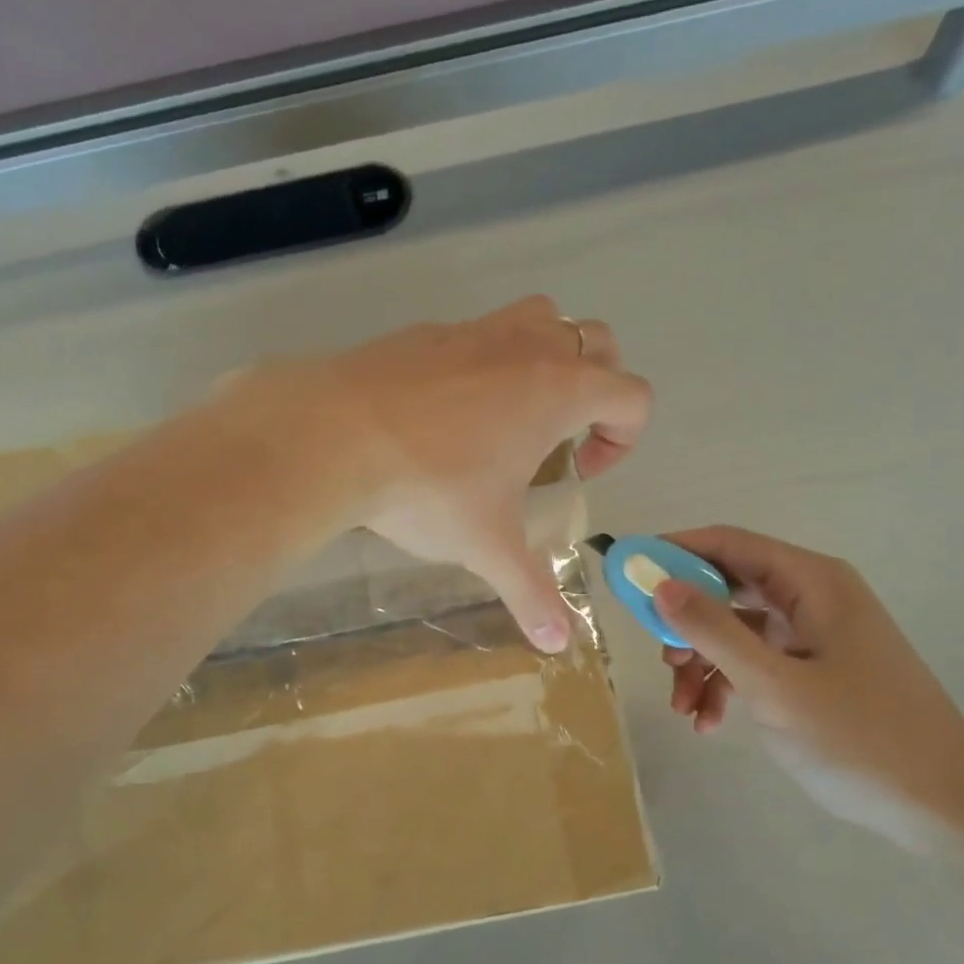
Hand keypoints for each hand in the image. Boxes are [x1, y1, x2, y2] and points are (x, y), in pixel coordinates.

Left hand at [264, 297, 652, 650]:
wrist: (330, 435)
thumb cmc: (429, 487)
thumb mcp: (488, 545)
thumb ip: (530, 593)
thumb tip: (556, 644)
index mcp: (559, 390)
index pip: (632, 396)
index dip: (623, 439)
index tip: (579, 473)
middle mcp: (527, 347)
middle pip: (598, 343)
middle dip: (596, 390)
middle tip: (560, 438)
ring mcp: (475, 330)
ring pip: (541, 318)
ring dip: (548, 357)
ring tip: (515, 413)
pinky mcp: (427, 331)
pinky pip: (479, 333)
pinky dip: (486, 361)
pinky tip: (448, 412)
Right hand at [653, 526, 963, 849]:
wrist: (945, 807)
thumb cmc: (860, 738)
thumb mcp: (773, 684)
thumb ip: (713, 630)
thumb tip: (659, 583)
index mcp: (813, 582)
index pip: (728, 544)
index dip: (673, 553)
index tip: (627, 575)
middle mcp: (814, 597)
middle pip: (728, 586)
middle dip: (685, 621)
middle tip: (659, 656)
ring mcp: (816, 635)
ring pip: (736, 629)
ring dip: (702, 662)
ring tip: (683, 705)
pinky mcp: (816, 670)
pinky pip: (756, 661)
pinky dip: (727, 684)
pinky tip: (708, 721)